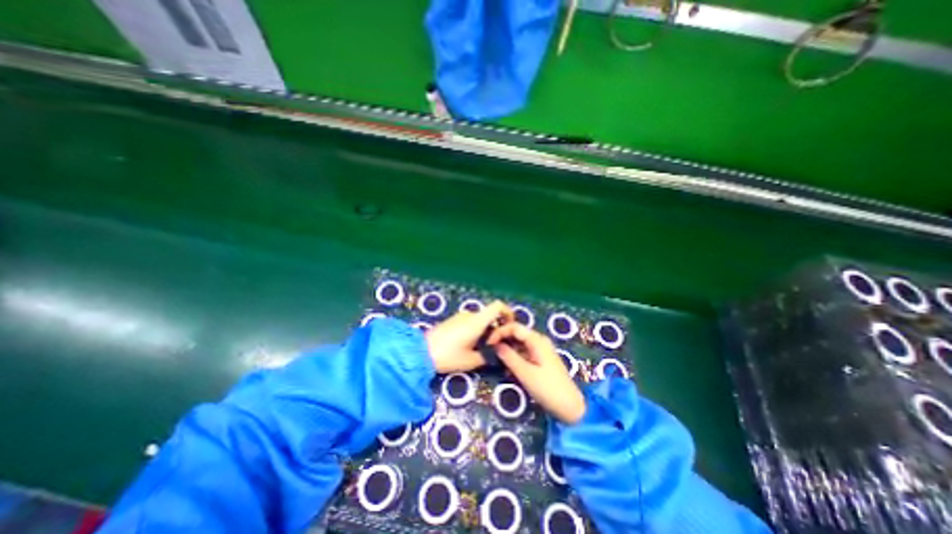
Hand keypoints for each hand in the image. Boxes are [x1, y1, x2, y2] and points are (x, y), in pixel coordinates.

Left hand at [424, 303, 513, 372]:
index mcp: (477, 321)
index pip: (497, 306)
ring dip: (485, 330)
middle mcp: (470, 315)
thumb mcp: (471, 360)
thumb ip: (487, 355)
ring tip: (481, 348)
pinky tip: (469, 345)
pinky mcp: (453, 320)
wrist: (420, 352)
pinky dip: (476, 330)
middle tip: (495, 345)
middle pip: (490, 315)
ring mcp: (460, 316)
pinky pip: (470, 322)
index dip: (508, 312)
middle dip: (496, 328)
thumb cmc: (448, 356)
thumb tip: (497, 353)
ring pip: (480, 320)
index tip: (510, 325)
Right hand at [491, 321, 587, 425]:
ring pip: (519, 343)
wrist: (570, 408)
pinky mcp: (541, 359)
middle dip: (502, 339)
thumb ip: (509, 357)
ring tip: (495, 358)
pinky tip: (507, 366)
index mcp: (537, 340)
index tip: (487, 343)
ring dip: (507, 348)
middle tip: (489, 350)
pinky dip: (514, 356)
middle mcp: (539, 341)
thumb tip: (495, 345)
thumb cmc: (548, 389)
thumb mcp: (525, 373)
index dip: (499, 332)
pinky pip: (524, 352)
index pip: (514, 327)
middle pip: (517, 333)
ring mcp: (541, 350)